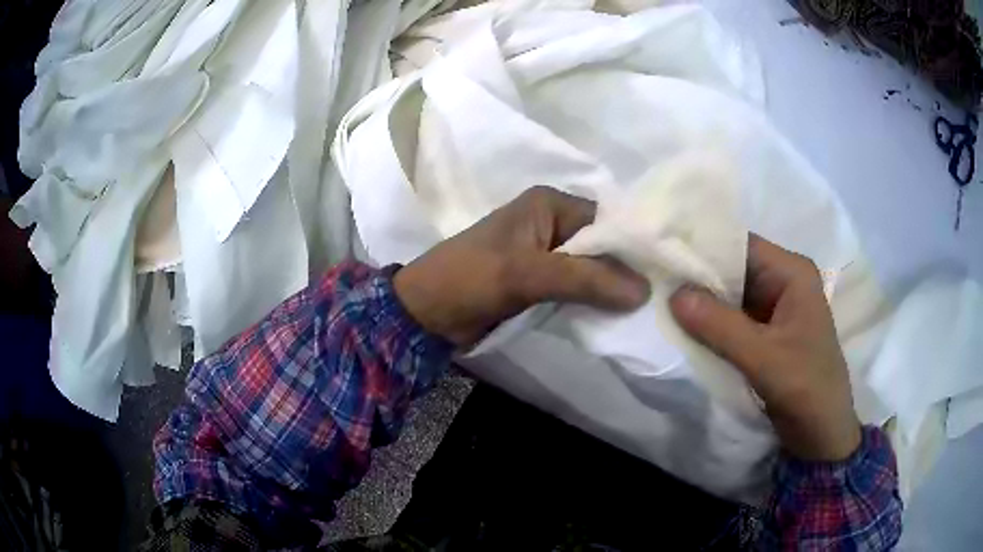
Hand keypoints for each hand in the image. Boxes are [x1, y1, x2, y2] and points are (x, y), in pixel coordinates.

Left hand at [394, 186, 650, 346]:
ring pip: (593, 268)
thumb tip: (644, 291)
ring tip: (649, 307)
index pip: (607, 220)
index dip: (635, 245)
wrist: (428, 312)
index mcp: (550, 204)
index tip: (665, 272)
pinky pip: (579, 286)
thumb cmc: (470, 278)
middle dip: (626, 269)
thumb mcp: (526, 273)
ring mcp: (548, 253)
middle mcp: (553, 222)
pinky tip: (619, 314)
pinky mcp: (542, 280)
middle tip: (663, 294)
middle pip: (603, 244)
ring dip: (613, 288)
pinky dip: (595, 300)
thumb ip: (585, 279)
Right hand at [669, 235, 860, 460]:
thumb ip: (720, 326)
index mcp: (792, 273)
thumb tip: (672, 294)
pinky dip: (709, 322)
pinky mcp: (766, 332)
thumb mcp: (764, 358)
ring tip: (658, 299)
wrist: (821, 434)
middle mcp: (783, 281)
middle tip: (653, 280)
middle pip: (733, 267)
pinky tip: (681, 325)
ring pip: (730, 294)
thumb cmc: (806, 388)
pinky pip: (732, 318)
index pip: (740, 245)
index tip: (661, 255)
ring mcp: (774, 307)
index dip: (702, 247)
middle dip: (697, 276)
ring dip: (700, 301)